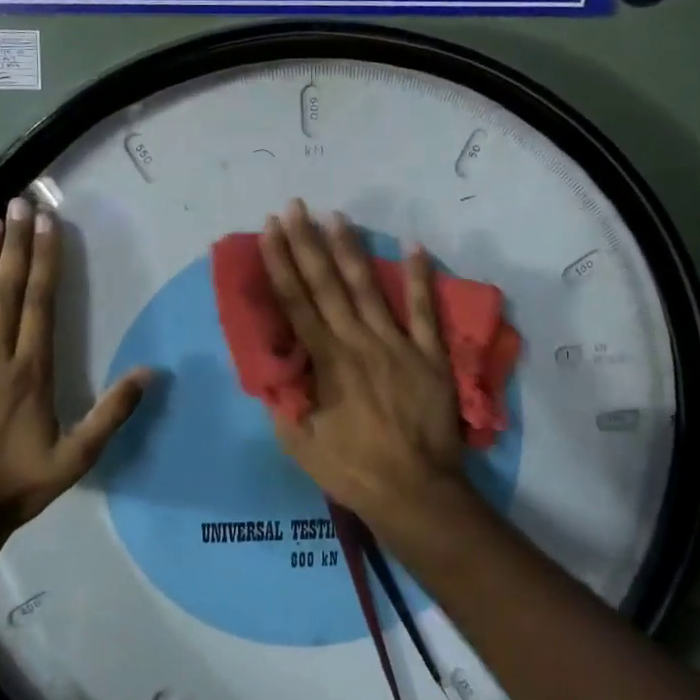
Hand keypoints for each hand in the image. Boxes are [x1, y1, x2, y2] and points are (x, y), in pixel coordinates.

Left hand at [0, 197, 150, 529]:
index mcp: (30, 371)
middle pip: (5, 290)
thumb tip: (149, 372)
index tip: (46, 223)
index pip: (39, 302)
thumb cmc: (17, 484)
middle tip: (17, 204)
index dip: (44, 260)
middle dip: (15, 244)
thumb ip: (112, 414)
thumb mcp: (75, 457)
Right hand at [259, 200, 475, 544]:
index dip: (280, 263)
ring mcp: (397, 344)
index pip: (295, 302)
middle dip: (306, 243)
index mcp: (324, 361)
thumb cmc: (351, 469)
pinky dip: (420, 277)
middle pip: (326, 284)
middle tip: (294, 207)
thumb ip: (284, 397)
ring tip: (336, 216)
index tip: (269, 230)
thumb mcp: (298, 442)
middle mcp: (357, 341)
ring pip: (368, 287)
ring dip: (350, 249)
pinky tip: (413, 245)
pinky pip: (423, 310)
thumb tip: (273, 362)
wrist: (415, 492)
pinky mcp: (429, 353)